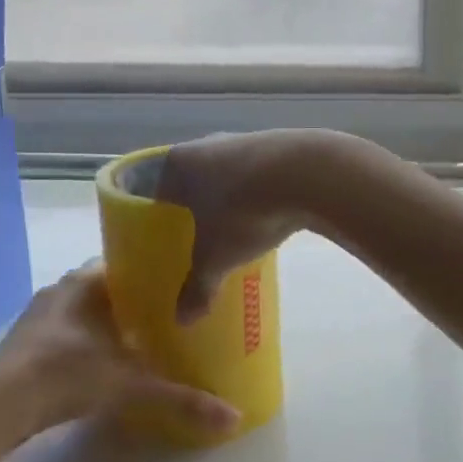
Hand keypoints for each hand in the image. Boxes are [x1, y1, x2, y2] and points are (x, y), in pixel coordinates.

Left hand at [0, 263, 240, 438]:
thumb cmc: (65, 374)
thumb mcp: (130, 386)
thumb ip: (181, 399)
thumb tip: (234, 416)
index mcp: (86, 282)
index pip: (126, 262)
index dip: (152, 272)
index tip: (179, 285)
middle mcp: (62, 290)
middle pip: (107, 288)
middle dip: (135, 302)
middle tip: (169, 317)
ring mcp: (39, 318)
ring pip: (84, 312)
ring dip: (108, 324)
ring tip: (142, 342)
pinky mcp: (25, 345)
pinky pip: (66, 333)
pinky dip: (86, 343)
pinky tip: (102, 365)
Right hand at [154, 129, 347, 322]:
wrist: (307, 173)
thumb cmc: (243, 211)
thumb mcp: (216, 257)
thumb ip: (197, 287)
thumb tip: (182, 320)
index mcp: (177, 163)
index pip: (155, 190)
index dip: (155, 216)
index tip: (160, 238)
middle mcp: (206, 144)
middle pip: (191, 181)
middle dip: (193, 208)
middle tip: (195, 239)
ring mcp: (243, 141)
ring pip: (225, 175)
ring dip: (227, 199)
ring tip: (231, 231)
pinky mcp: (277, 145)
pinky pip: (256, 174)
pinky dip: (256, 193)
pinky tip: (265, 216)